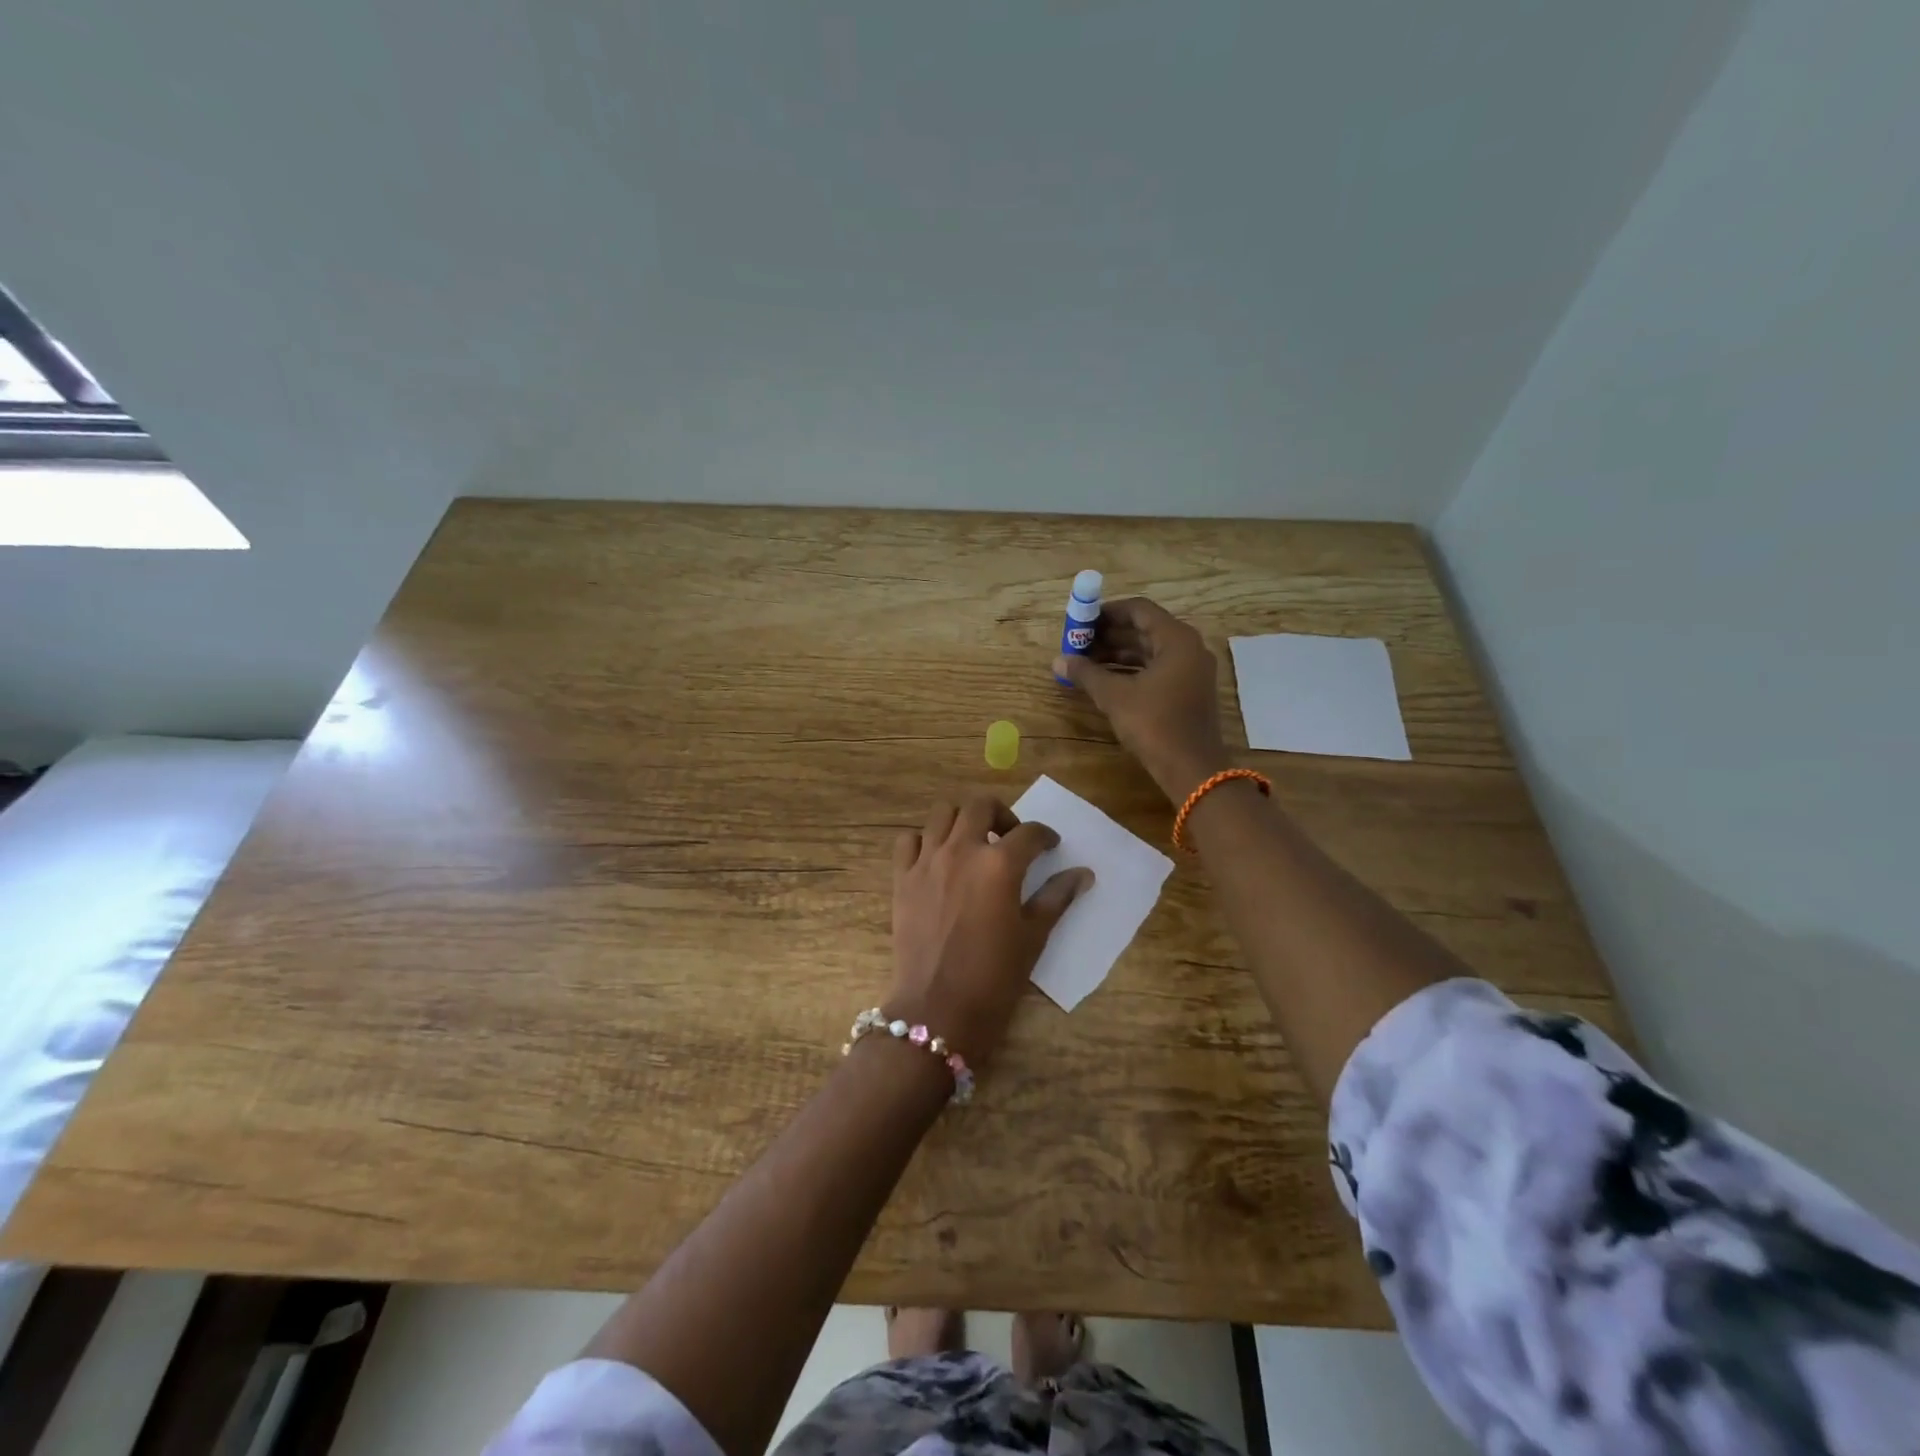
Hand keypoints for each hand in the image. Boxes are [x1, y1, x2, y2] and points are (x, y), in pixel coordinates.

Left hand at [889, 793, 1092, 1064]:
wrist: (937, 1009)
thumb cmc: (994, 977)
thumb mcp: (1033, 937)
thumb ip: (1057, 898)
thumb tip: (1083, 874)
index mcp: (999, 865)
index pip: (1029, 833)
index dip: (1045, 836)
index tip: (1050, 846)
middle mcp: (961, 851)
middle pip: (981, 806)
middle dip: (1002, 815)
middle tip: (1010, 838)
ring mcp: (927, 862)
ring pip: (942, 814)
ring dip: (963, 820)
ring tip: (974, 843)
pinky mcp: (902, 878)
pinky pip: (908, 840)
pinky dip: (924, 840)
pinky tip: (937, 859)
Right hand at [1052, 597, 1230, 802]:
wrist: (1191, 769)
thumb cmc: (1154, 724)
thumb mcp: (1114, 696)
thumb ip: (1086, 673)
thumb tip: (1058, 660)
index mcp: (1177, 639)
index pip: (1139, 610)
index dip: (1107, 612)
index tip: (1082, 622)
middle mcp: (1189, 648)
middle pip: (1144, 630)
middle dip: (1110, 636)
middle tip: (1079, 643)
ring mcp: (1191, 671)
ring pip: (1149, 652)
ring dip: (1117, 655)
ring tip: (1085, 663)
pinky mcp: (1188, 692)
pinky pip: (1156, 670)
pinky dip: (1131, 671)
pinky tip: (1105, 681)